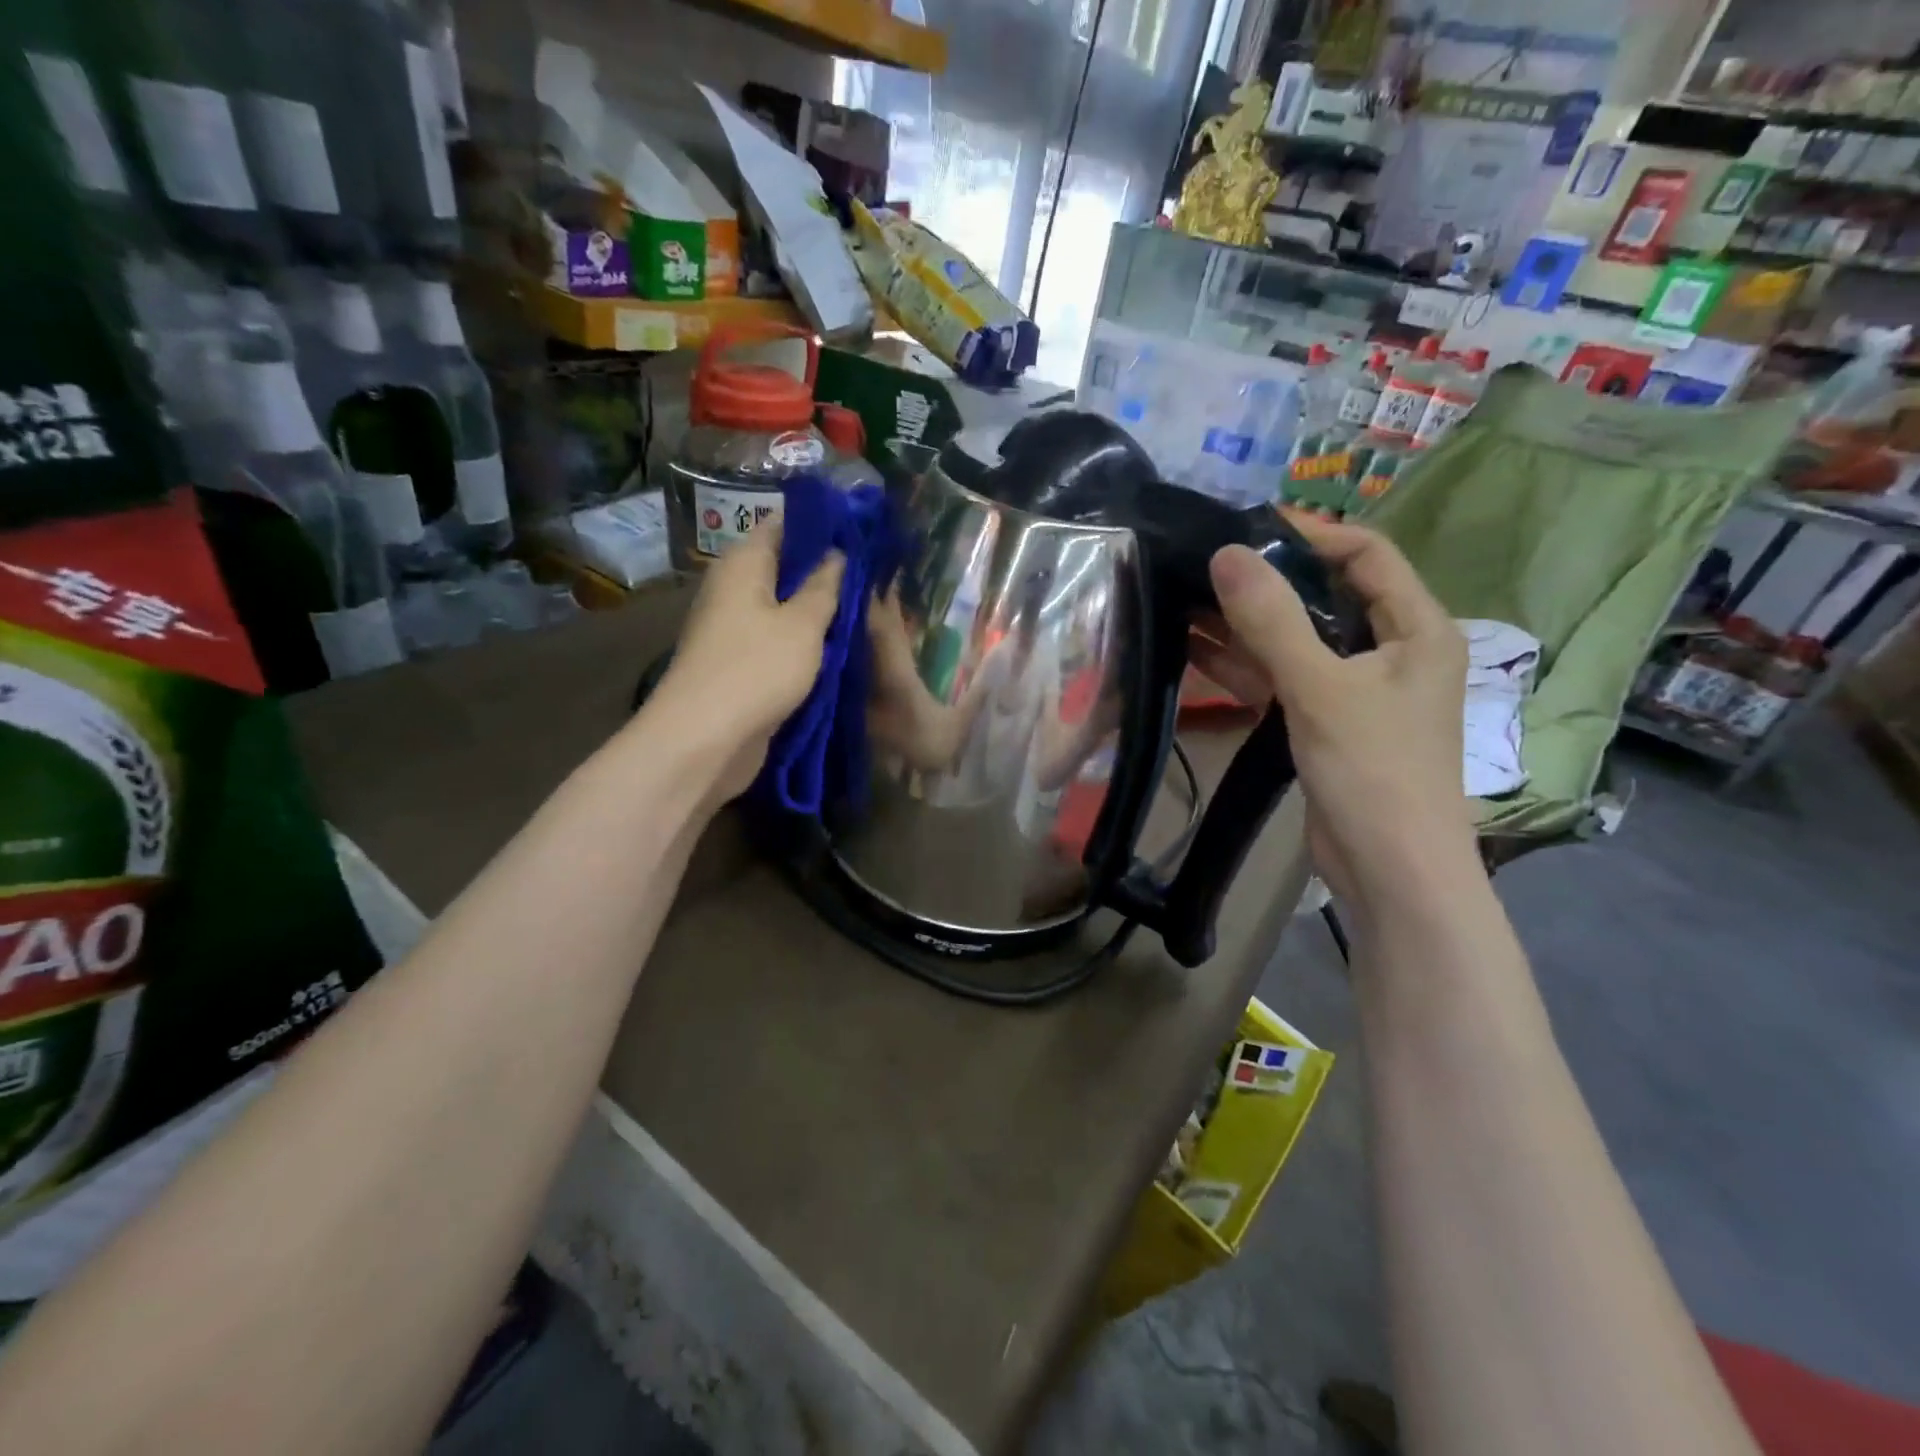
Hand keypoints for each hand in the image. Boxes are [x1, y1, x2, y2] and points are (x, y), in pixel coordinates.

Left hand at [650, 523, 844, 803]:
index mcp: (744, 564)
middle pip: (785, 567)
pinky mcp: (740, 664)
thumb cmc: (757, 669)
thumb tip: (838, 553)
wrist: (705, 739)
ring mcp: (735, 628)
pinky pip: (779, 641)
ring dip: (818, 610)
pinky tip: (839, 646)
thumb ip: (825, 586)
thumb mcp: (803, 623)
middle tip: (874, 575)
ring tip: (865, 608)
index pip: (784, 525)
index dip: (822, 525)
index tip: (863, 531)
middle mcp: (735, 589)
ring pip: (784, 608)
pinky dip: (805, 642)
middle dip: (827, 571)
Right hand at [1190, 516, 1471, 910]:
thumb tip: (1227, 552)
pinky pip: (1282, 679)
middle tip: (1203, 563)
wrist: (1390, 871)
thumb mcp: (1320, 687)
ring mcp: (1356, 690)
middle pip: (1326, 596)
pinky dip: (1244, 666)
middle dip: (1266, 581)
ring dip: (1245, 624)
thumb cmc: (1374, 771)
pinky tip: (1194, 649)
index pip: (1368, 554)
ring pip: (1296, 641)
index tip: (1248, 527)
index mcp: (1417, 628)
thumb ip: (1272, 619)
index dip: (1312, 534)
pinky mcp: (1325, 723)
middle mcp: (1391, 651)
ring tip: (1185, 598)